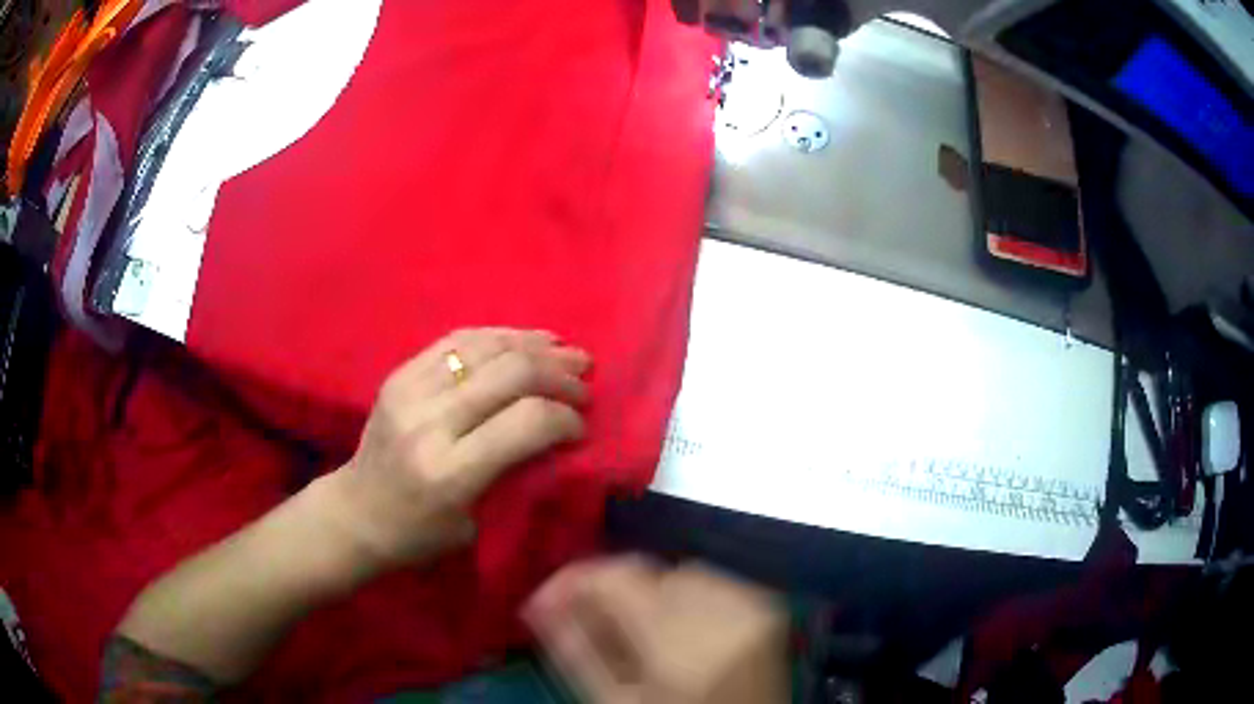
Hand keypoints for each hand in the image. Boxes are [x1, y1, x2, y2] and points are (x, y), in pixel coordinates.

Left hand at [326, 328, 590, 568]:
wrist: (355, 512)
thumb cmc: (418, 534)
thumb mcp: (475, 523)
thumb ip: (512, 472)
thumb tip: (553, 429)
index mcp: (450, 472)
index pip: (526, 422)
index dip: (565, 417)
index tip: (581, 427)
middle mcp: (429, 421)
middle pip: (511, 373)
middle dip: (558, 373)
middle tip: (583, 381)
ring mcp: (409, 389)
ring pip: (486, 346)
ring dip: (534, 345)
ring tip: (565, 350)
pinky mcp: (399, 373)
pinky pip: (458, 340)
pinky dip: (499, 336)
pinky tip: (524, 340)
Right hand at [524, 556, 788, 703]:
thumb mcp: (616, 701)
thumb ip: (575, 650)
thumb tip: (539, 604)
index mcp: (682, 642)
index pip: (616, 575)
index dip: (574, 580)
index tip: (546, 601)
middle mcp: (724, 610)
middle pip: (648, 571)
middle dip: (612, 592)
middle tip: (589, 625)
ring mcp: (753, 603)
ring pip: (678, 572)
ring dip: (649, 594)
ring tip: (638, 635)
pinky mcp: (768, 603)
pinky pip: (711, 582)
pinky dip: (685, 597)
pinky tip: (678, 632)